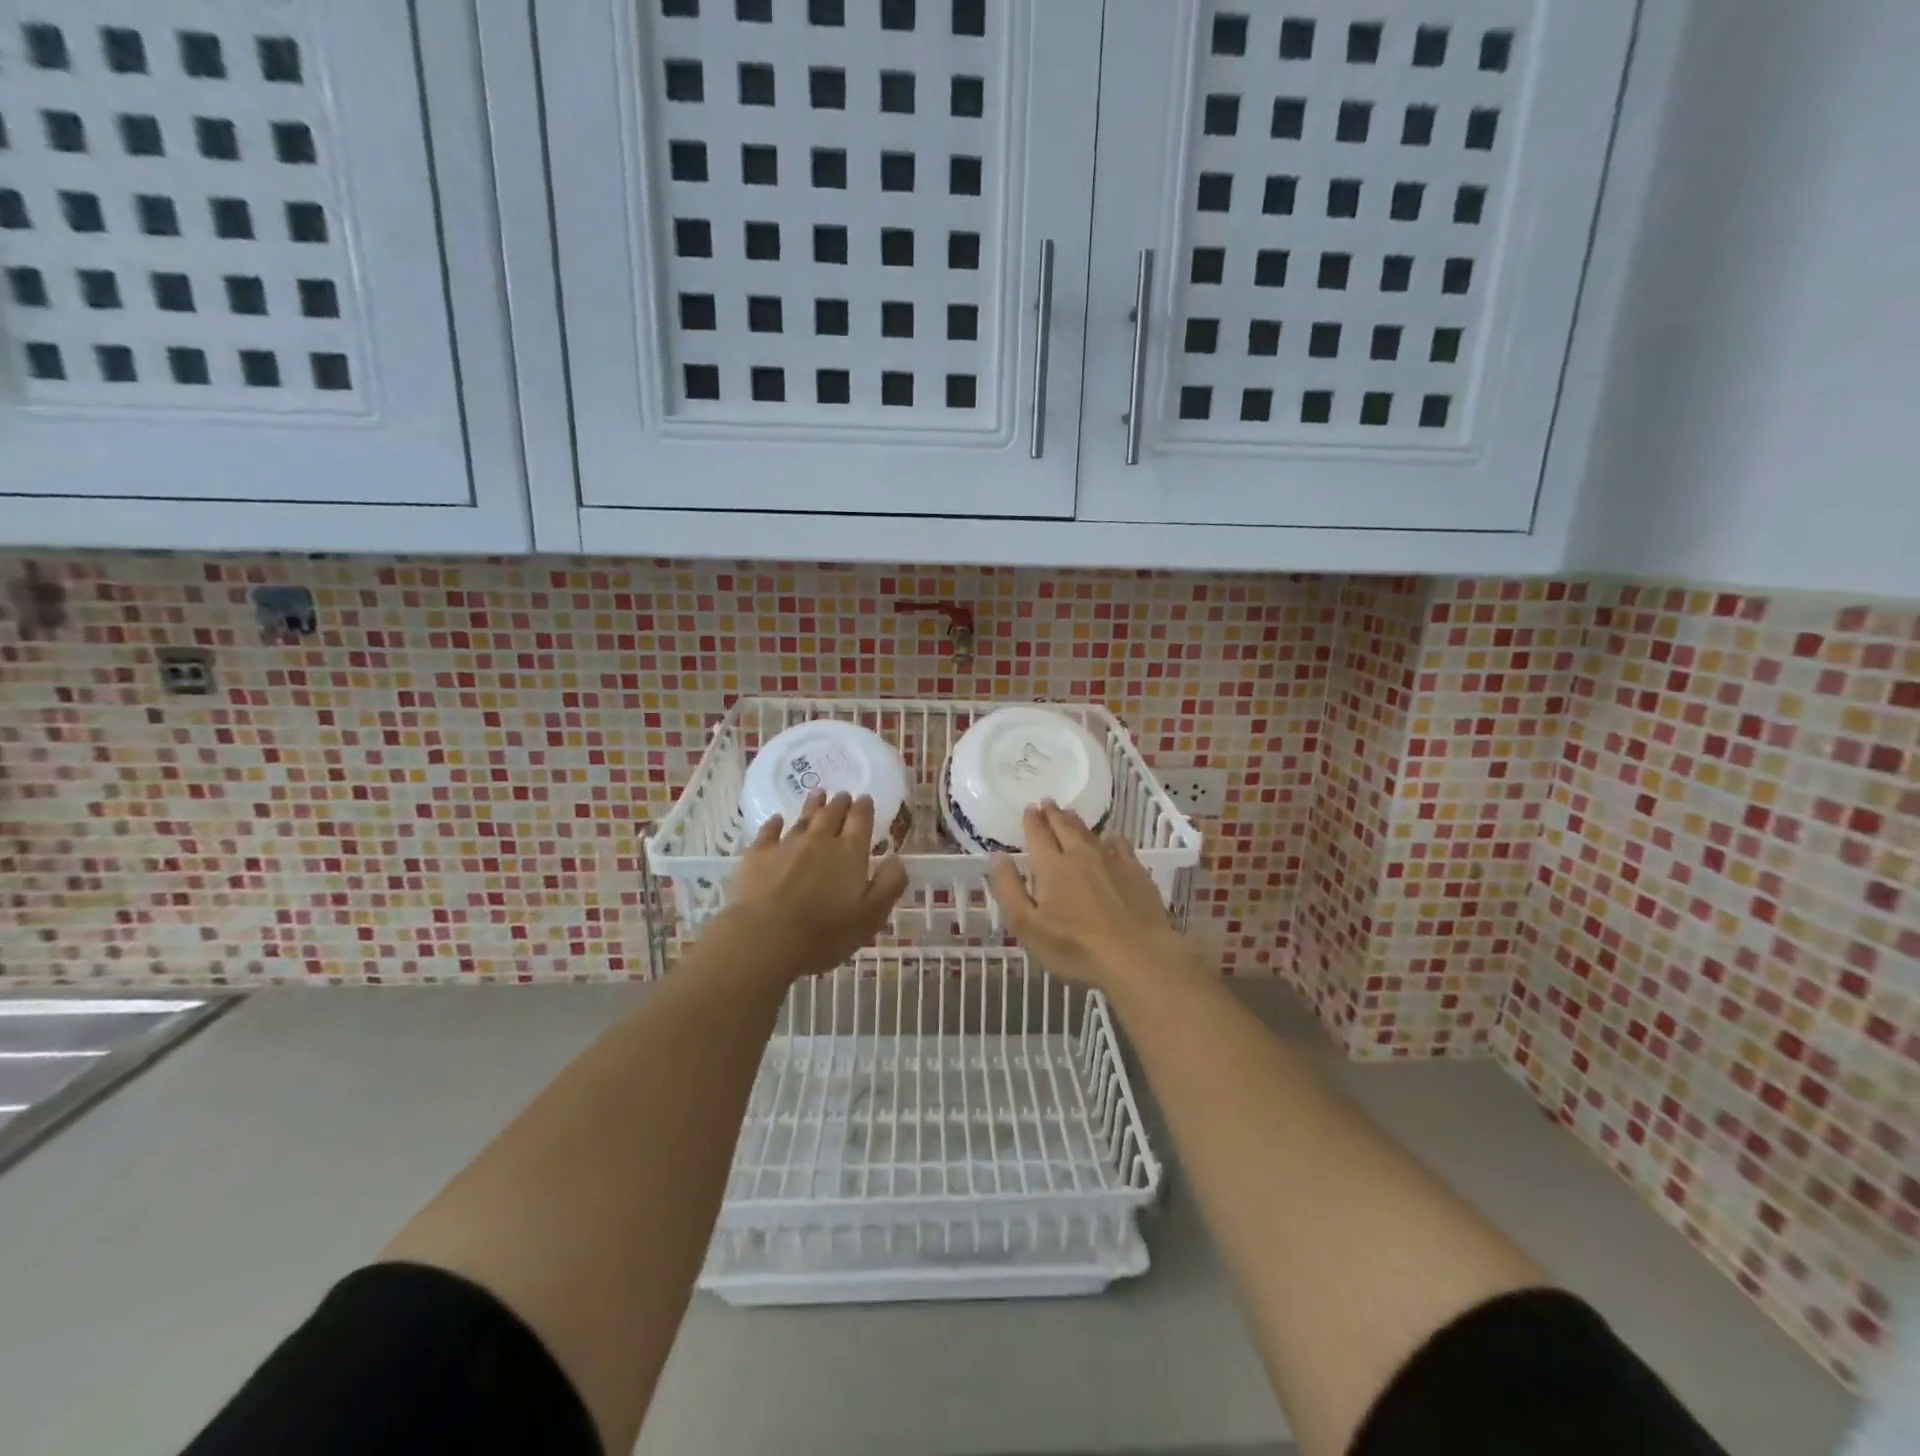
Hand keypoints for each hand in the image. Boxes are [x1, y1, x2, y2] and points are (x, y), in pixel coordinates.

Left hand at [721, 791, 908, 981]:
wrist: (766, 938)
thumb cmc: (826, 932)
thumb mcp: (872, 915)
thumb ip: (889, 884)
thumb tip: (896, 859)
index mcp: (850, 852)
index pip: (860, 821)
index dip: (864, 808)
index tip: (865, 798)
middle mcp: (820, 840)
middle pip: (832, 814)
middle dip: (840, 803)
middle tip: (843, 795)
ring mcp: (787, 845)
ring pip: (803, 819)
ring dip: (813, 806)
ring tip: (818, 794)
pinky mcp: (758, 856)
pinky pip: (768, 832)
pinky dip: (774, 824)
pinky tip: (776, 820)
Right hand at [987, 801, 1190, 989]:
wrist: (1137, 955)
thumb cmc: (1076, 947)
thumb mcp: (1028, 926)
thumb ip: (1009, 889)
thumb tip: (997, 856)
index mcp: (1052, 866)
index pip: (1038, 835)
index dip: (1032, 820)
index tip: (1029, 808)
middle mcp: (1080, 855)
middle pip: (1064, 827)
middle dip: (1053, 813)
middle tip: (1047, 802)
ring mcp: (1111, 861)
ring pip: (1090, 833)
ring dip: (1077, 822)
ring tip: (1070, 814)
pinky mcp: (1136, 872)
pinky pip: (1120, 845)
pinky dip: (1110, 839)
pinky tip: (1111, 841)